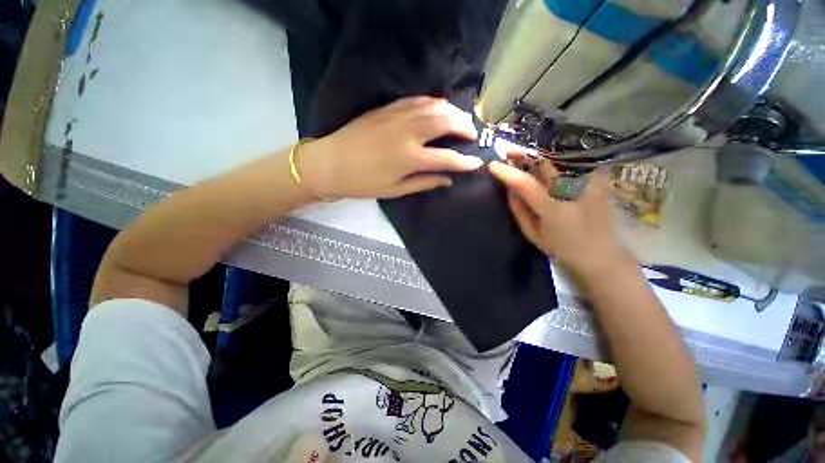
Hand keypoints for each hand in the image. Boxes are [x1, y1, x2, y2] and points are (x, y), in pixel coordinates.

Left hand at [297, 96, 482, 198]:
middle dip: (464, 126)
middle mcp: (407, 133)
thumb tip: (447, 180)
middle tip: (472, 134)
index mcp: (409, 158)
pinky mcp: (386, 109)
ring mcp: (396, 116)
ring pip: (433, 106)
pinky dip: (432, 103)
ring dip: (451, 111)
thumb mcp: (395, 190)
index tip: (477, 163)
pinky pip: (415, 100)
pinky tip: (438, 107)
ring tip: (460, 120)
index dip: (465, 161)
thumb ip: (424, 182)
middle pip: (445, 121)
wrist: (329, 163)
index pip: (447, 158)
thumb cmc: (362, 183)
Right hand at [489, 157, 633, 278]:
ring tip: (527, 156)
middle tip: (510, 153)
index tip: (492, 165)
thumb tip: (509, 190)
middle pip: (545, 163)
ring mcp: (590, 184)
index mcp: (553, 209)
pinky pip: (577, 163)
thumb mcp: (533, 234)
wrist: (601, 255)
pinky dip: (561, 159)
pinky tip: (552, 162)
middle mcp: (573, 192)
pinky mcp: (600, 182)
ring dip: (540, 155)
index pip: (525, 184)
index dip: (507, 173)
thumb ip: (519, 210)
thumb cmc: (562, 249)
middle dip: (524, 155)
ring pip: (561, 159)